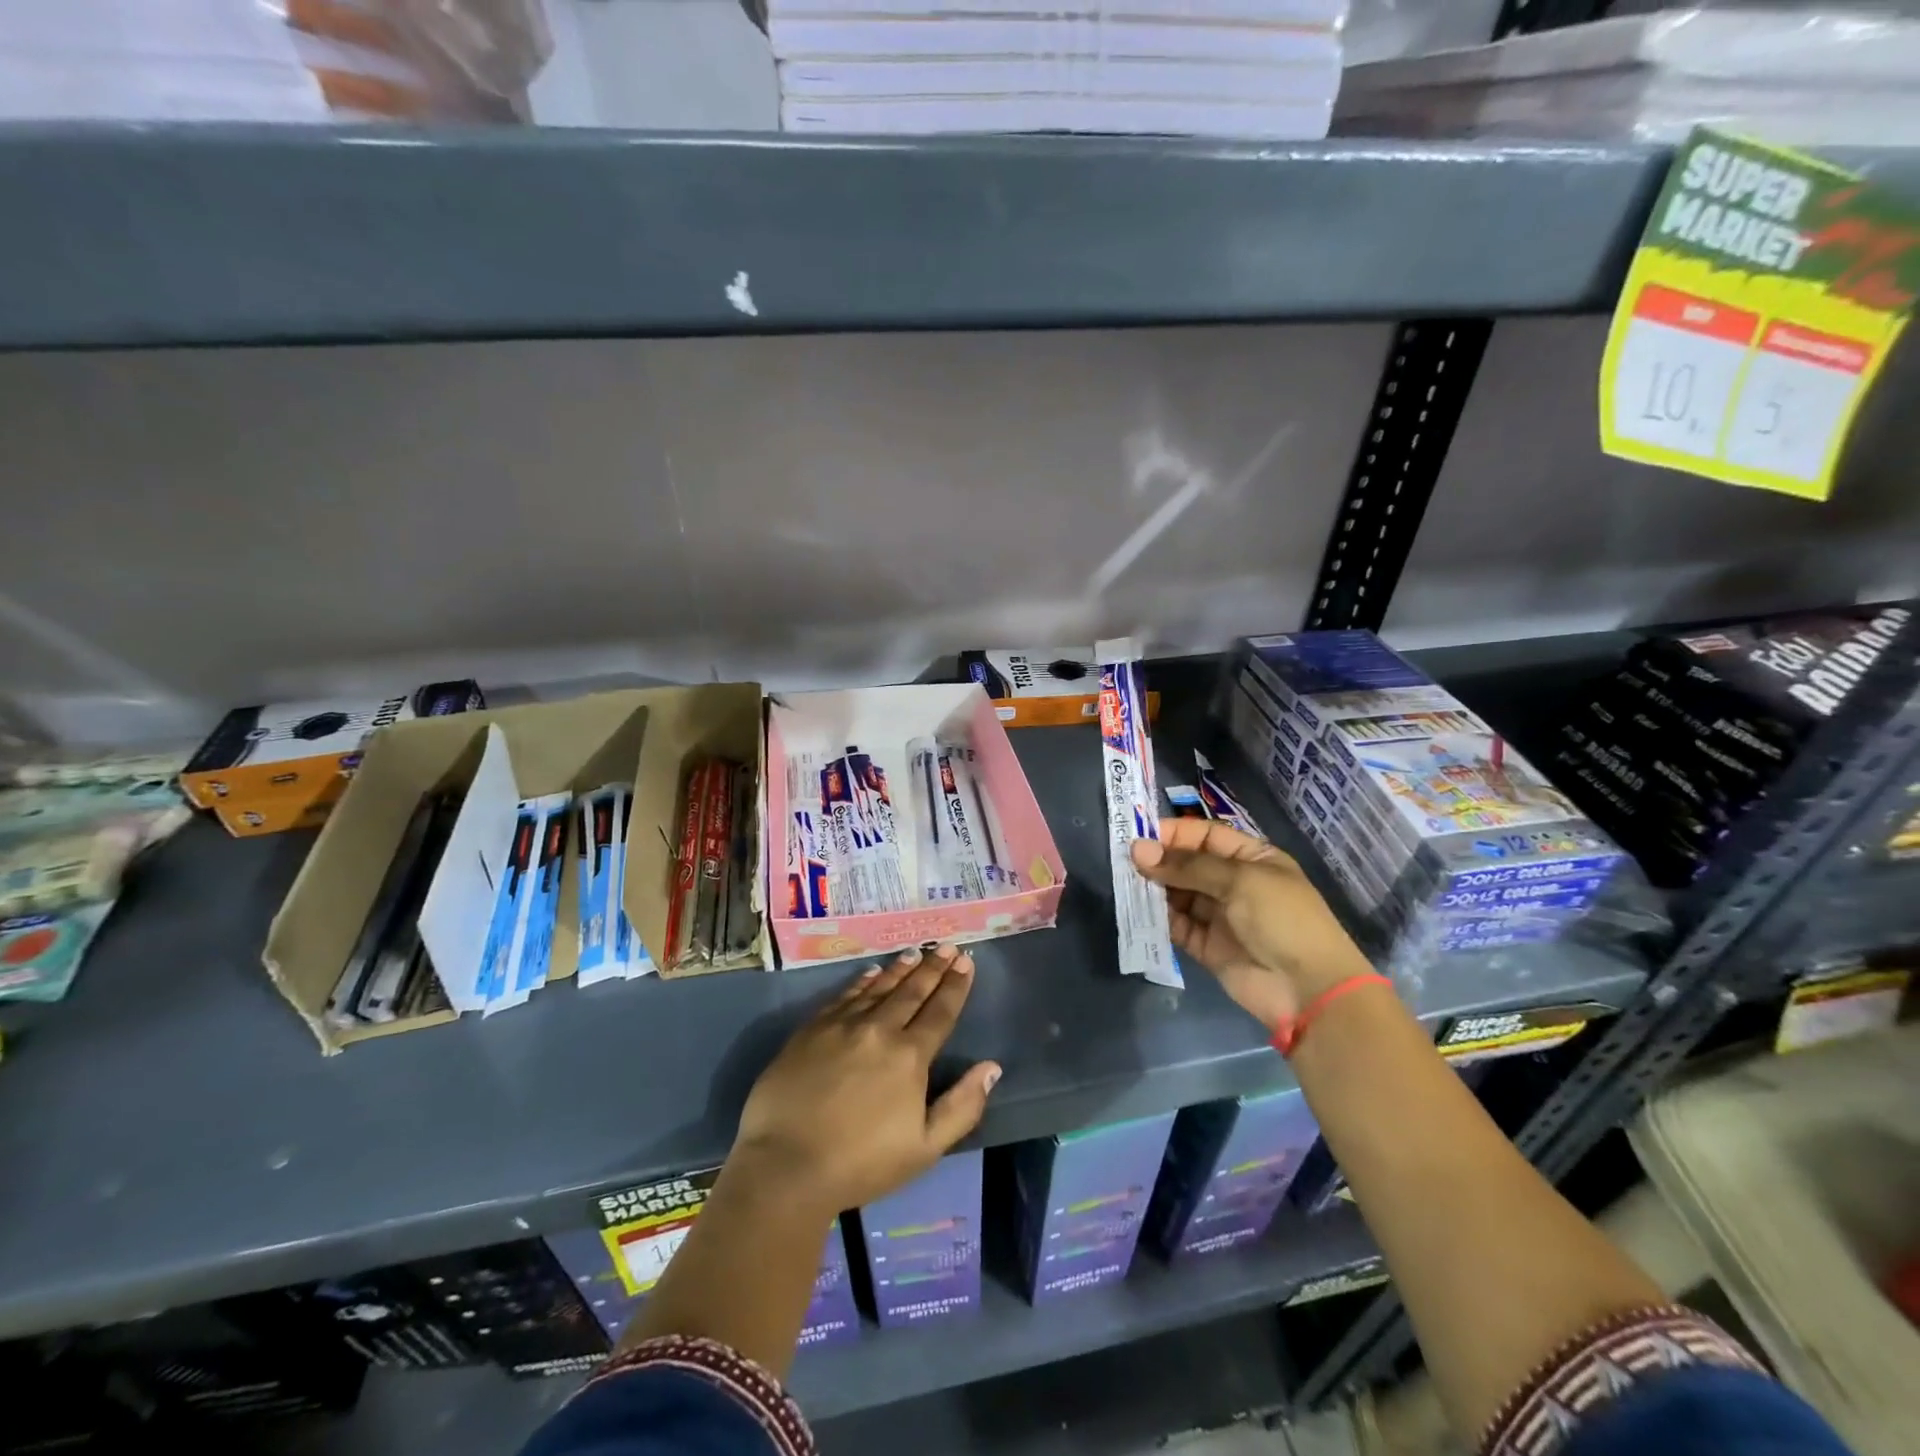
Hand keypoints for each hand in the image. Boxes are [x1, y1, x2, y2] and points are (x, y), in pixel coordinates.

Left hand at [730, 945, 999, 1215]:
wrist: (786, 1165)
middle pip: (912, 992)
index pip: (940, 1012)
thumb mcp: (924, 1148)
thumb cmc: (861, 1163)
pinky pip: (844, 996)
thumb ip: (962, 1106)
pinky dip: (862, 981)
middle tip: (947, 946)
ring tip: (916, 953)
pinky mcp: (812, 1029)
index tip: (966, 961)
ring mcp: (842, 1026)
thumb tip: (992, 1067)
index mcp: (909, 1057)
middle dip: (933, 968)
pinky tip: (871, 973)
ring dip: (900, 969)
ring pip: (879, 988)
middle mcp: (879, 1030)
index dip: (955, 986)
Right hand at [1130, 818, 1374, 1032]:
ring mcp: (1220, 916)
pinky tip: (1138, 911)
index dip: (1174, 833)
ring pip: (1178, 894)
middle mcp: (1234, 883)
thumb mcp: (1239, 880)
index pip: (1206, 835)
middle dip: (1159, 861)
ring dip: (1154, 889)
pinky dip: (1158, 918)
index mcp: (1252, 859)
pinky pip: (1177, 925)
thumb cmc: (1282, 919)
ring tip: (1127, 884)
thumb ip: (1187, 866)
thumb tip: (1138, 850)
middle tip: (1124, 861)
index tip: (1139, 836)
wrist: (1308, 989)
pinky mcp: (1206, 946)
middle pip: (1188, 864)